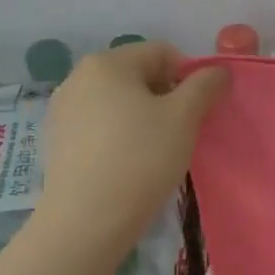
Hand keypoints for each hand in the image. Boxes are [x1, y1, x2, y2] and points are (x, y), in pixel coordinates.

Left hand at [34, 41, 228, 244]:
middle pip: (138, 75)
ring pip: (118, 102)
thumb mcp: (184, 117)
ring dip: (143, 117)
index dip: (189, 77)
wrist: (87, 221)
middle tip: (180, 132)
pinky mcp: (56, 142)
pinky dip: (120, 136)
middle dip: (165, 97)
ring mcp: (61, 110)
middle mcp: (78, 78)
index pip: (162, 53)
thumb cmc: (141, 158)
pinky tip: (129, 164)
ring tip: (156, 152)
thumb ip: (205, 85)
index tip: (197, 111)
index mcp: (107, 63)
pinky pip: (99, 126)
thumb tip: (218, 71)